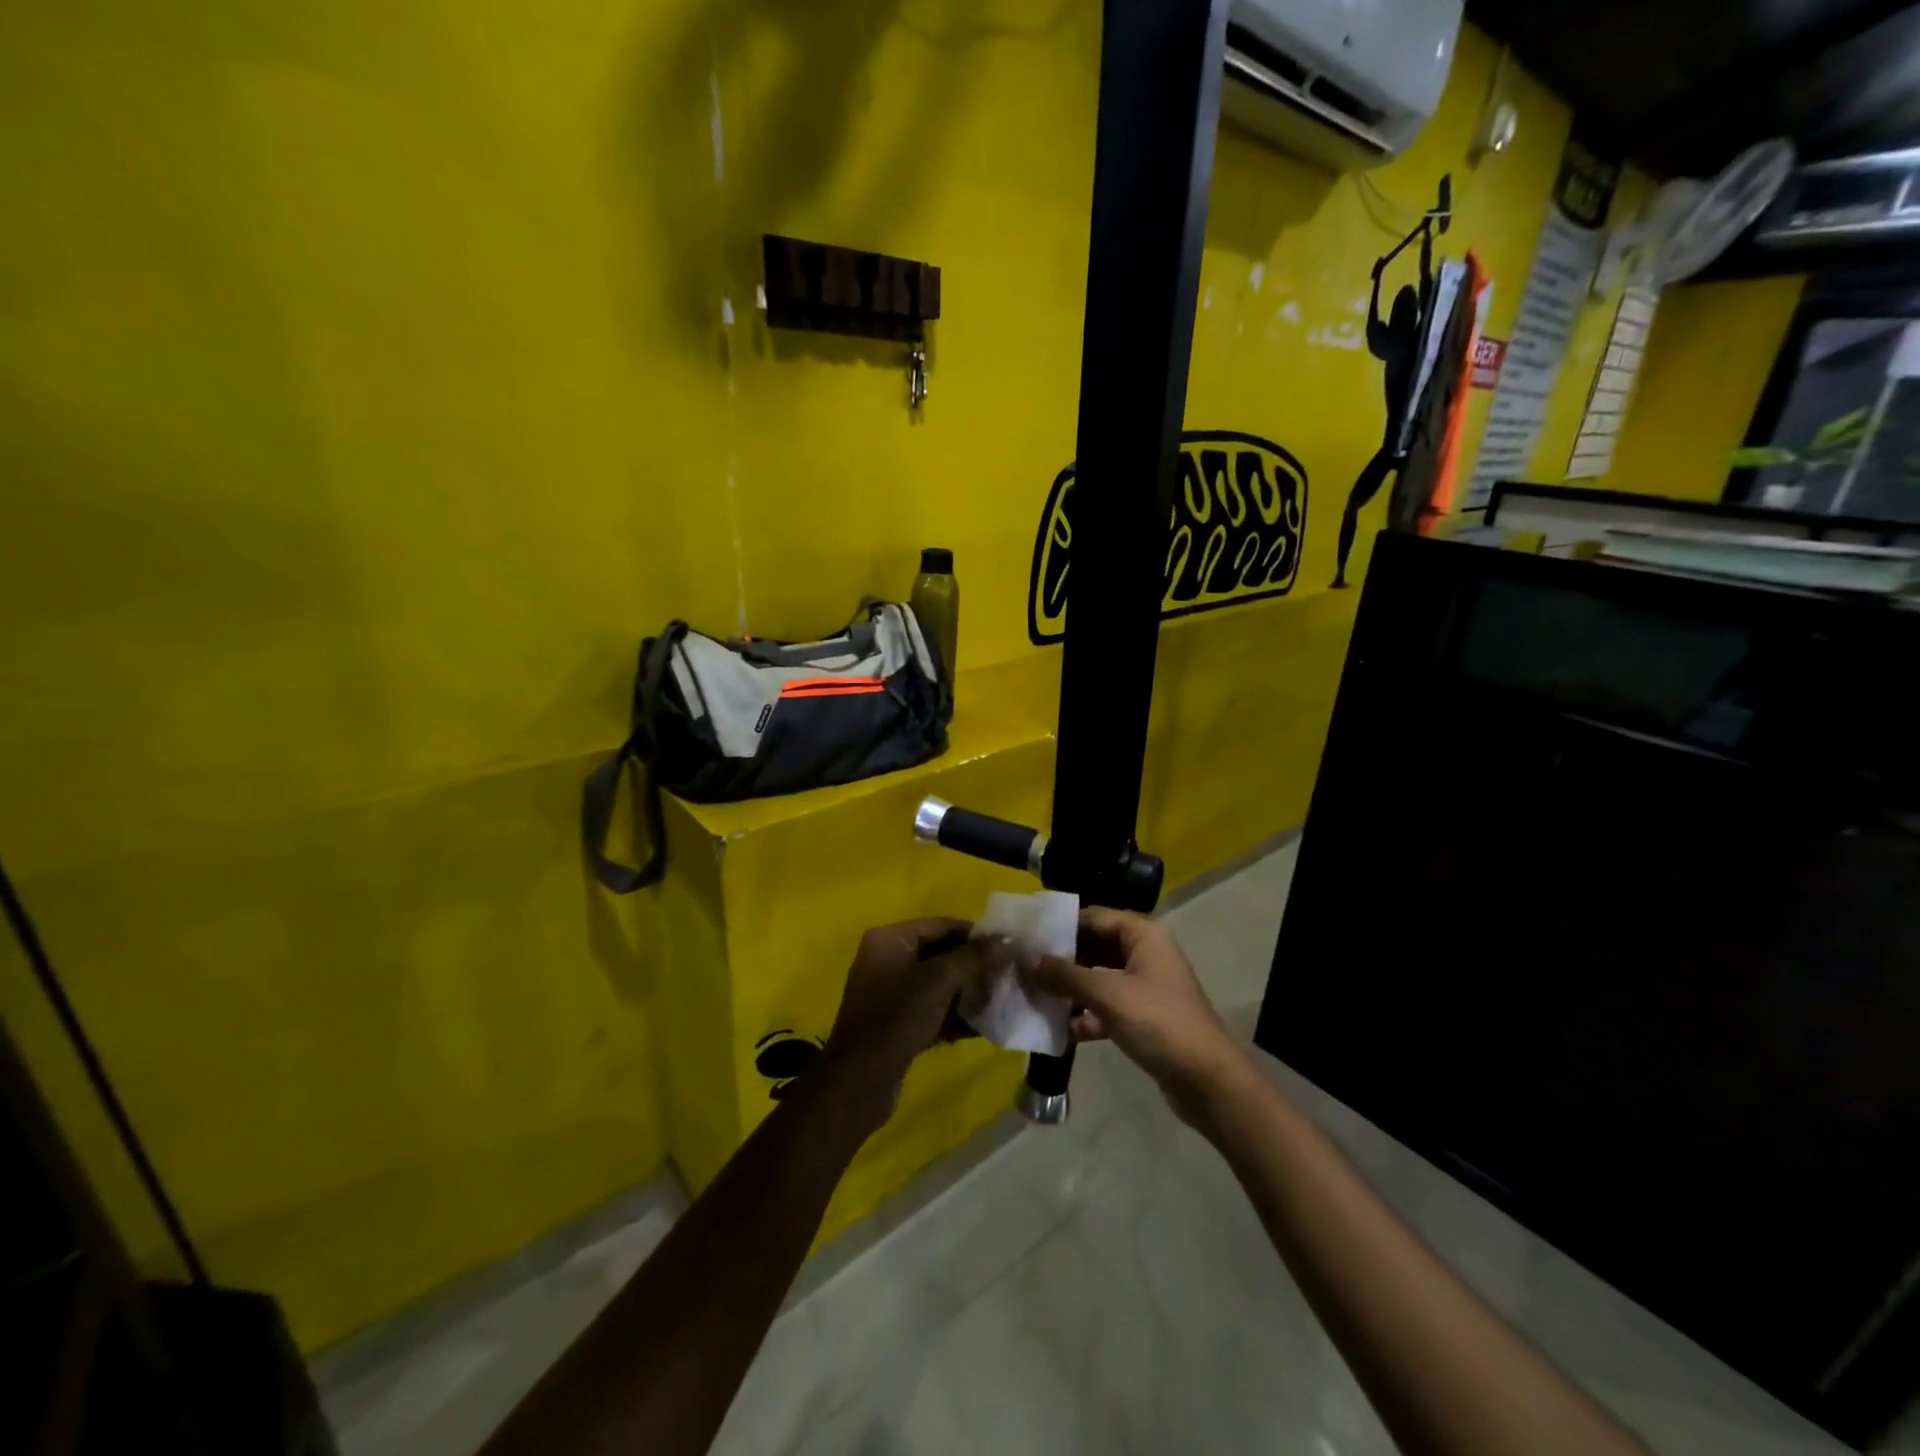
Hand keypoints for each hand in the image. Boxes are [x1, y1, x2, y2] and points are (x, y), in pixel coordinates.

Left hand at [818, 919, 997, 1133]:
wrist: (860, 1082)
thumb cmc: (896, 1018)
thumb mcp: (938, 981)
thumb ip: (974, 957)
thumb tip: (1007, 940)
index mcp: (889, 940)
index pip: (941, 925)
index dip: (976, 934)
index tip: (1009, 946)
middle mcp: (888, 960)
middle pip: (942, 954)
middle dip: (975, 965)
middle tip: (1010, 974)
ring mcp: (892, 993)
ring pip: (940, 984)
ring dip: (970, 991)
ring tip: (1004, 998)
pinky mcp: (899, 1023)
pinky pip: (935, 1010)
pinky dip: (958, 1015)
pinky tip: (987, 1025)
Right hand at [1031, 908, 1243, 1123]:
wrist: (1206, 1081)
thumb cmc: (1158, 1022)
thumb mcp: (1107, 994)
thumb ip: (1065, 975)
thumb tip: (1026, 959)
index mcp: (1143, 935)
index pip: (1093, 917)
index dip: (1060, 925)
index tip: (1026, 935)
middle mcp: (1145, 954)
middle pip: (1094, 946)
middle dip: (1061, 959)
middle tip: (1023, 966)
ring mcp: (1145, 987)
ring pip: (1098, 978)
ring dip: (1070, 988)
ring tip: (1033, 995)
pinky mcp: (1143, 1018)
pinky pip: (1106, 1007)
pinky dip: (1085, 1015)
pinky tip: (1058, 1030)